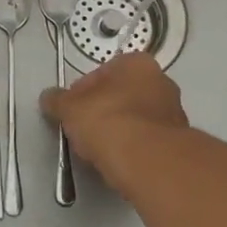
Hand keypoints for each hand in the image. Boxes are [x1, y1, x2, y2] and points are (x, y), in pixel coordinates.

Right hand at [39, 52, 187, 182]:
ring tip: (100, 152)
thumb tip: (48, 97)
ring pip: (135, 120)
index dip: (81, 94)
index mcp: (137, 63)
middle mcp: (161, 81)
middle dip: (102, 112)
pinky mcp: (178, 142)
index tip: (71, 113)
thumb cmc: (107, 121)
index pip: (101, 74)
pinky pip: (146, 142)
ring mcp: (173, 112)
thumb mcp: (69, 108)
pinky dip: (133, 150)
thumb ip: (56, 100)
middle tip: (84, 132)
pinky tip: (119, 163)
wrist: (147, 161)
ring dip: (119, 132)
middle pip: (120, 96)